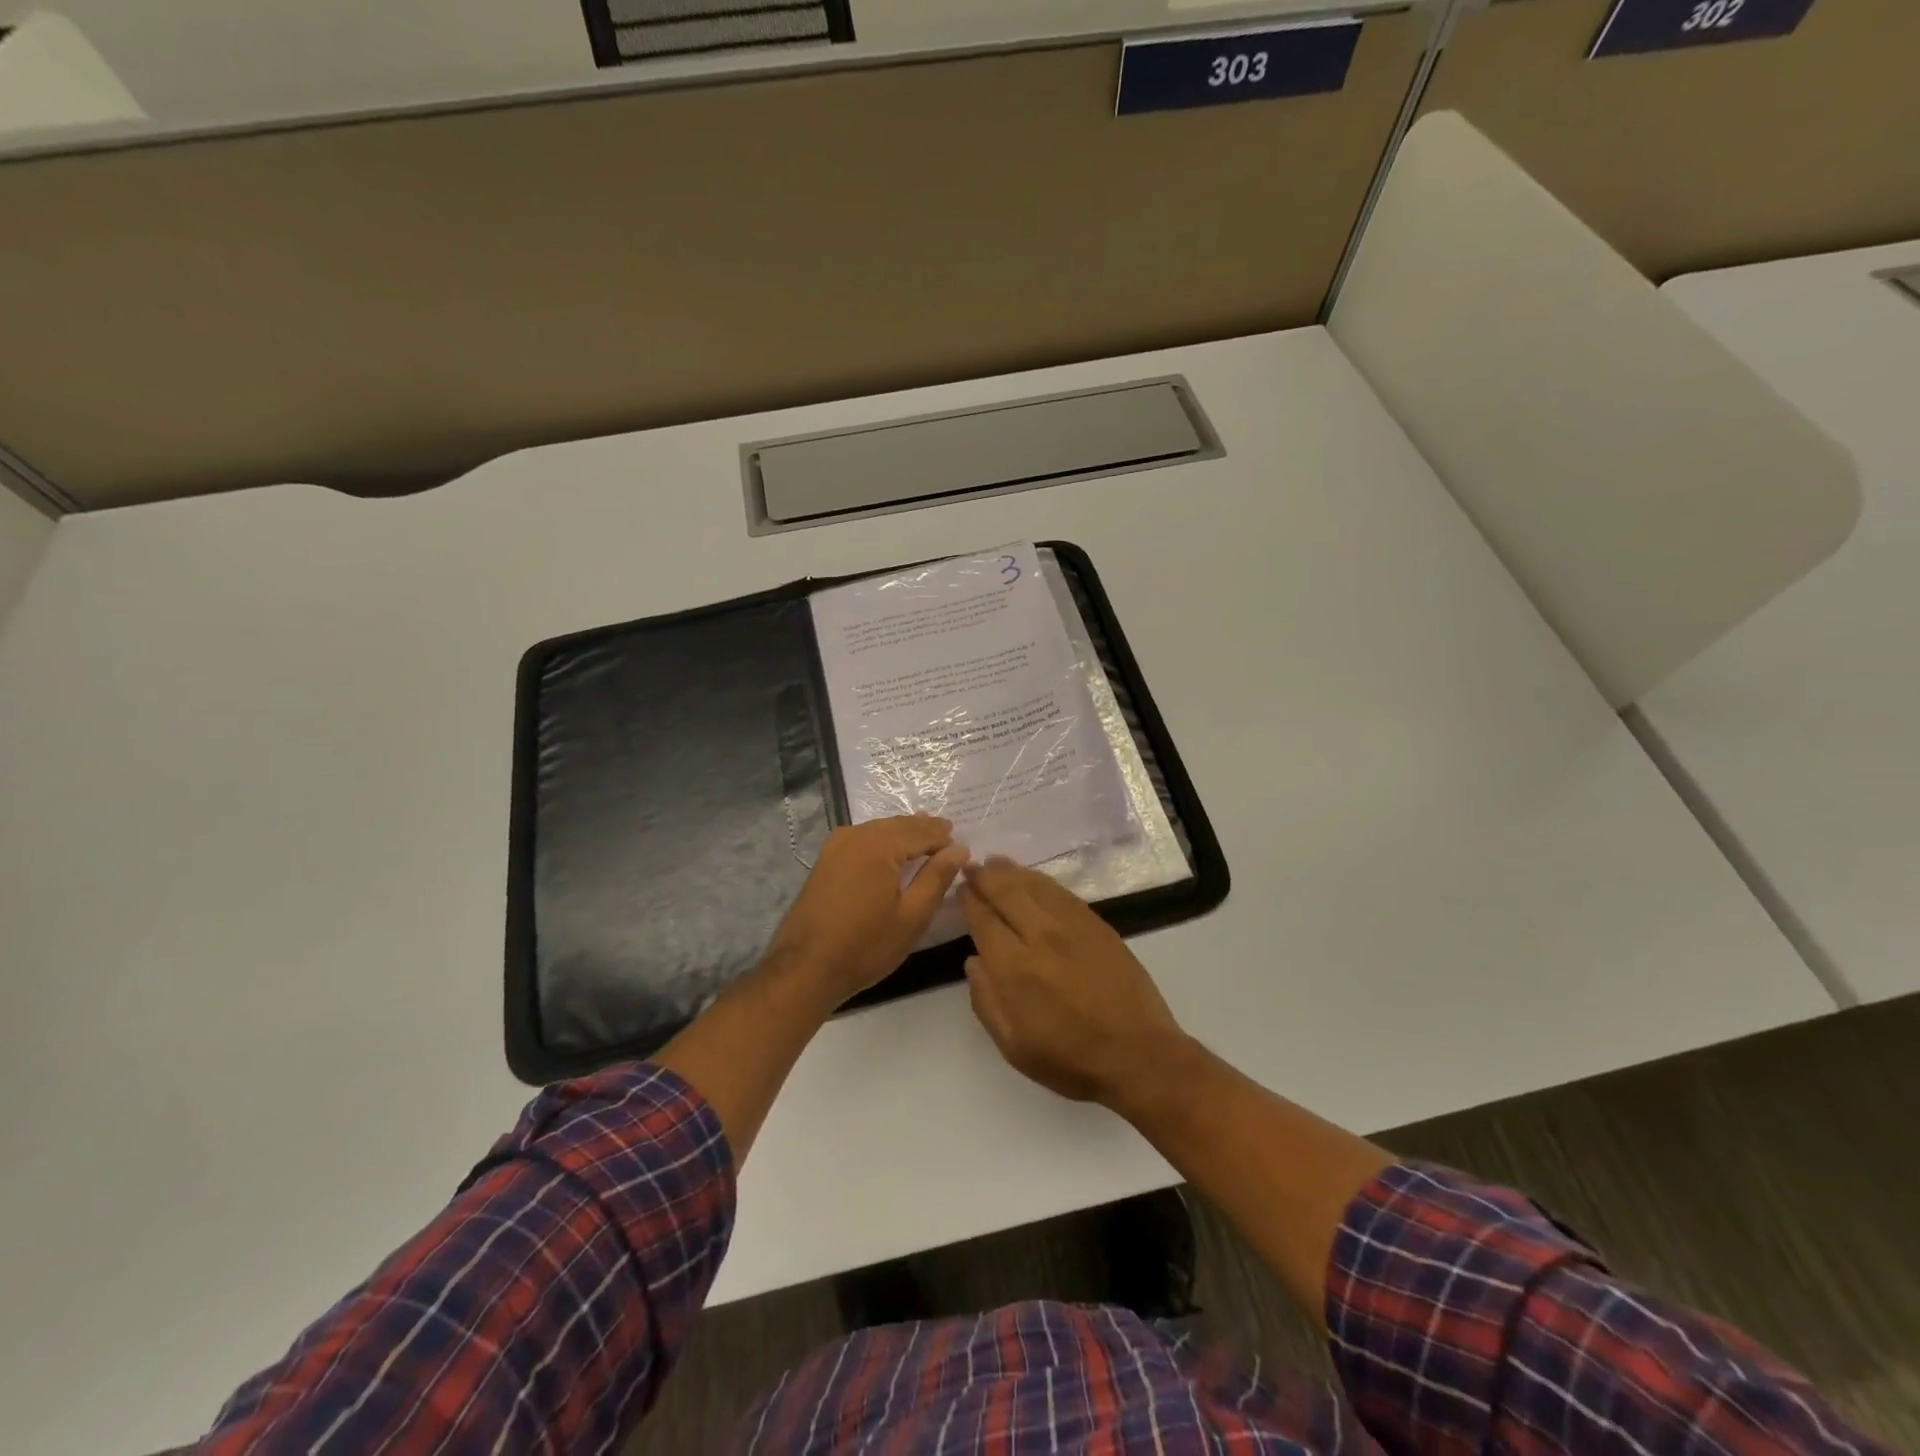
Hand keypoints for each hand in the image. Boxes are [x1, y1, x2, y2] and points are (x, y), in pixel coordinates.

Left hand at [765, 815, 968, 1005]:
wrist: (805, 968)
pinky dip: (882, 840)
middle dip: (923, 829)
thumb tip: (959, 848)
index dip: (943, 838)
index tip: (962, 846)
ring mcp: (836, 846)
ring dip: (903, 832)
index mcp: (878, 846)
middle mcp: (855, 836)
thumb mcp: (912, 916)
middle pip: (898, 825)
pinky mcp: (825, 860)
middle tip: (947, 832)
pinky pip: (862, 839)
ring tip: (924, 836)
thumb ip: (937, 877)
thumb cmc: (865, 946)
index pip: (921, 832)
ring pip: (879, 829)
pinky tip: (891, 850)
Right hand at [959, 857, 1189, 1105]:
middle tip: (972, 867)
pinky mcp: (1097, 924)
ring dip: (1012, 872)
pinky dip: (1042, 881)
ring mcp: (1072, 926)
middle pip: (1007, 893)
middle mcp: (1041, 937)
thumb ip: (987, 1001)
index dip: (970, 901)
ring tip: (995, 862)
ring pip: (1035, 886)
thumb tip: (974, 962)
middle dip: (986, 877)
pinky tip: (1032, 878)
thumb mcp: (1014, 1046)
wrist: (1138, 1055)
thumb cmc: (1070, 1059)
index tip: (960, 888)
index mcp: (1015, 968)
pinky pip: (1062, 893)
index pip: (984, 920)